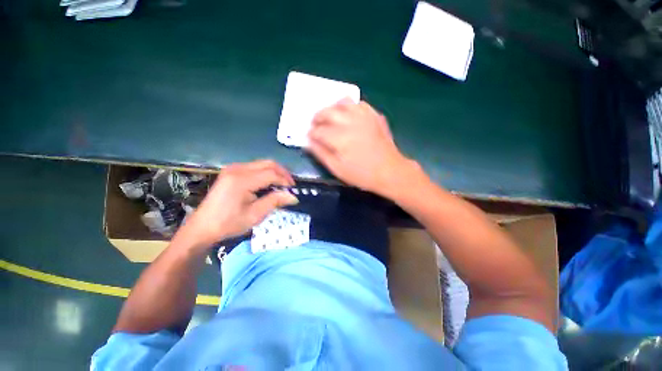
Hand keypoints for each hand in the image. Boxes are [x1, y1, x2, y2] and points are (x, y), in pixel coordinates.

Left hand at [177, 160, 297, 249]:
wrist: (202, 227)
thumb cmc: (229, 223)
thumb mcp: (255, 215)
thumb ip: (275, 201)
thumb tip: (293, 196)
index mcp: (242, 180)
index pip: (271, 174)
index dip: (285, 181)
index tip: (293, 190)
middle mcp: (237, 169)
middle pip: (268, 163)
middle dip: (283, 173)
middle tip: (290, 185)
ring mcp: (233, 168)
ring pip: (262, 163)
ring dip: (275, 172)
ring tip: (282, 185)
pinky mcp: (232, 171)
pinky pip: (255, 167)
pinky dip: (266, 173)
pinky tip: (269, 183)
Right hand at [307, 99, 415, 196]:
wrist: (390, 171)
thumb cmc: (362, 174)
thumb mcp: (337, 169)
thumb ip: (321, 154)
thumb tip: (308, 142)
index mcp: (339, 137)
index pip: (318, 130)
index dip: (311, 133)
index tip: (309, 137)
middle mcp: (349, 122)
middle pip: (327, 112)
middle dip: (317, 117)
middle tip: (315, 125)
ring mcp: (364, 116)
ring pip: (343, 102)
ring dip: (332, 108)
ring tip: (330, 117)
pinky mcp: (374, 116)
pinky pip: (359, 104)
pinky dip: (350, 107)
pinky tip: (348, 116)